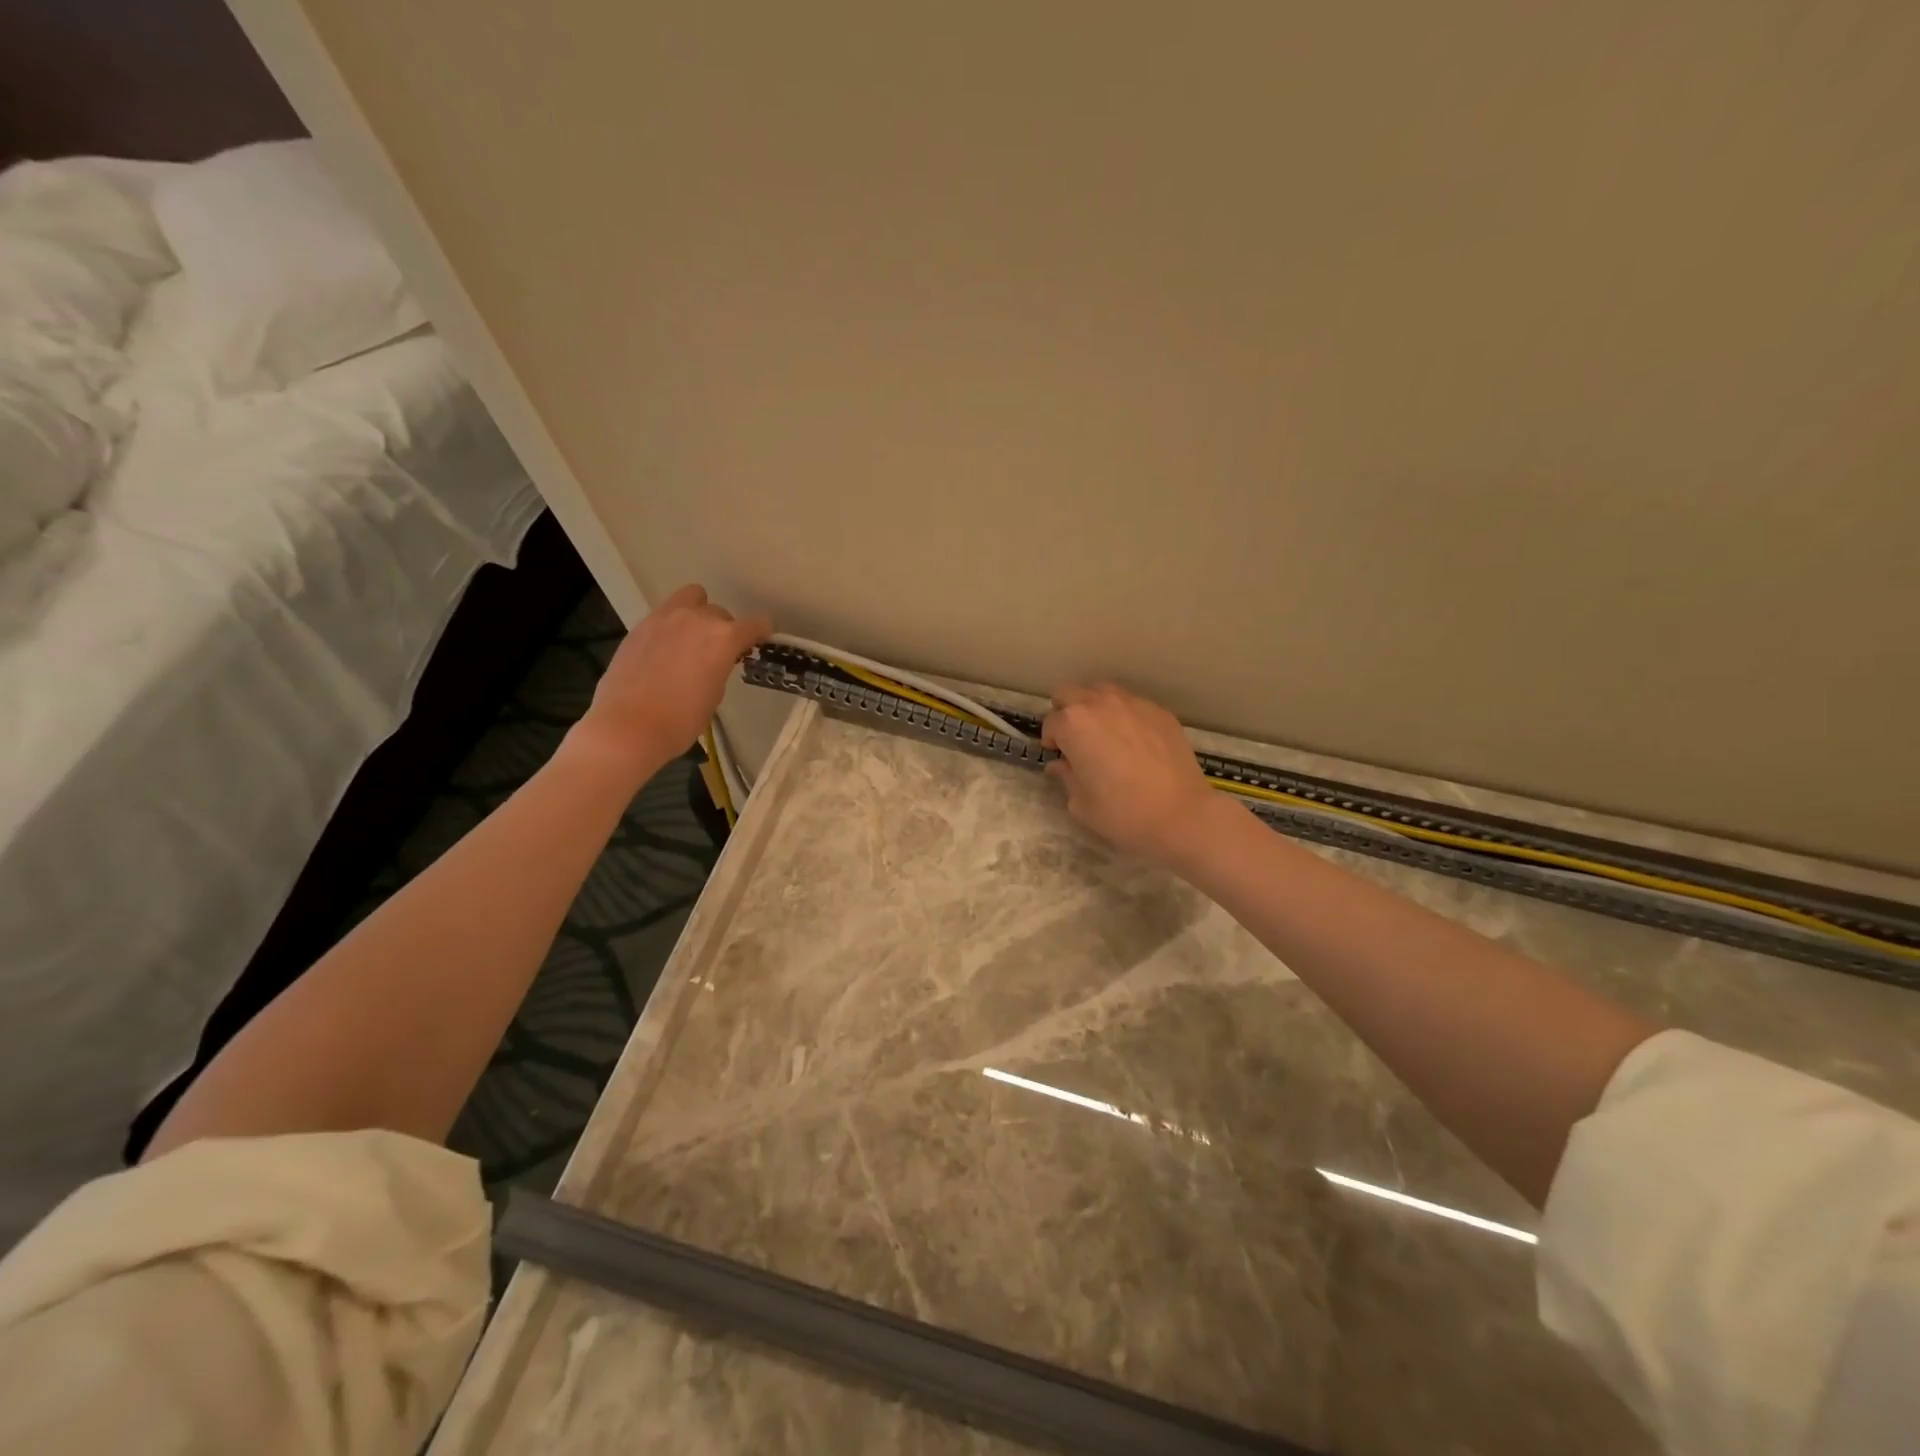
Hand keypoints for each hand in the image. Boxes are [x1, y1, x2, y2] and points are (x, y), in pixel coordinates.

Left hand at [571, 584, 770, 773]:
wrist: (627, 727)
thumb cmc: (681, 720)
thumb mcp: (715, 694)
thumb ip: (720, 667)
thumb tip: (713, 660)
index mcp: (723, 638)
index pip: (755, 624)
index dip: (761, 633)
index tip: (759, 642)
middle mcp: (697, 619)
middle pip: (721, 613)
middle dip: (725, 630)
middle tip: (718, 653)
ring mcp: (665, 618)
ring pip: (691, 598)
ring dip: (698, 613)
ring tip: (691, 639)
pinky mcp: (640, 625)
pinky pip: (666, 613)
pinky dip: (672, 624)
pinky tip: (665, 649)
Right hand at [1042, 683, 1220, 867]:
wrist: (1181, 815)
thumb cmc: (1122, 813)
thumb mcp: (1081, 803)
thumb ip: (1066, 776)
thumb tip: (1061, 765)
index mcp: (1073, 724)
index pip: (1050, 723)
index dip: (1051, 741)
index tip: (1059, 757)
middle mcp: (1100, 704)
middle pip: (1070, 693)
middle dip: (1066, 713)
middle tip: (1075, 740)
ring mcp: (1133, 703)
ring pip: (1102, 692)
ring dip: (1095, 709)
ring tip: (1105, 736)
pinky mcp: (1160, 712)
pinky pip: (1133, 705)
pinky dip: (1126, 717)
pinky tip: (1136, 744)